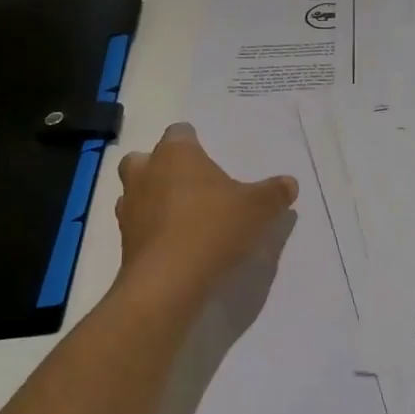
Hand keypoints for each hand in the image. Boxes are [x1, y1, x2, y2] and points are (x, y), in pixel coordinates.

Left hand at [114, 123, 298, 302]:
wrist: (167, 281)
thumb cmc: (213, 228)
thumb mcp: (259, 209)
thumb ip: (275, 193)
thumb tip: (290, 183)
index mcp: (176, 154)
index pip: (180, 132)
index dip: (193, 142)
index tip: (209, 158)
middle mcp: (145, 173)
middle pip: (146, 158)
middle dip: (163, 167)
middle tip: (191, 184)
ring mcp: (129, 207)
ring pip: (136, 191)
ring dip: (154, 199)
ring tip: (183, 216)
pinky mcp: (124, 240)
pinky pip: (138, 225)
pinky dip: (152, 229)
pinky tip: (175, 244)